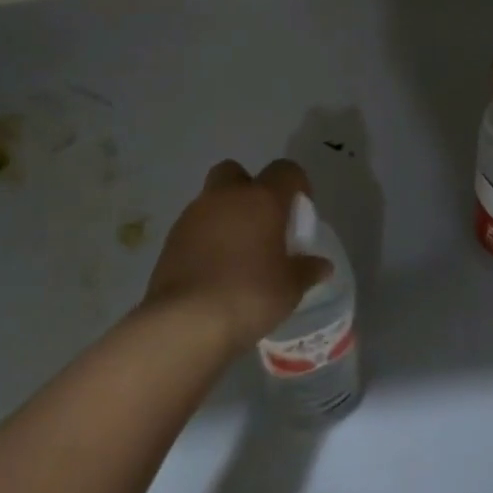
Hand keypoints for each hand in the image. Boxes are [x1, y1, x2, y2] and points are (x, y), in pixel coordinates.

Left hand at [142, 159, 333, 350]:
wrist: (185, 322)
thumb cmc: (249, 295)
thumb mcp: (289, 288)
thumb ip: (307, 271)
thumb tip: (321, 265)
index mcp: (261, 199)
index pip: (285, 170)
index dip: (297, 185)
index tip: (300, 212)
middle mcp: (225, 197)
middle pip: (237, 172)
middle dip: (250, 189)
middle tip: (262, 224)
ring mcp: (193, 216)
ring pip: (213, 200)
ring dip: (226, 216)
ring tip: (238, 254)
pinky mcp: (171, 239)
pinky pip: (195, 227)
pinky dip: (206, 239)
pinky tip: (214, 270)